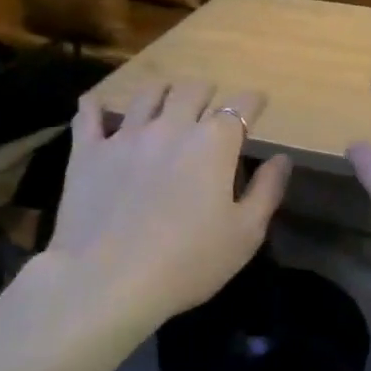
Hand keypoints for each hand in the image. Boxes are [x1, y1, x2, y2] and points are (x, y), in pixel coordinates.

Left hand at [46, 80, 290, 321]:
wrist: (107, 281)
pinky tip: (98, 105)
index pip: (242, 105)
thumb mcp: (245, 234)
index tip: (259, 102)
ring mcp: (126, 136)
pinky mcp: (88, 152)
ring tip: (166, 98)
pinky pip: (89, 114)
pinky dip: (96, 106)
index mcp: (214, 143)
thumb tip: (282, 159)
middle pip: (193, 90)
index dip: (254, 101)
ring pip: (148, 94)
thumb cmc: (188, 262)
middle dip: (208, 92)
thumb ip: (267, 190)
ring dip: (163, 91)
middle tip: (211, 103)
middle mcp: (172, 126)